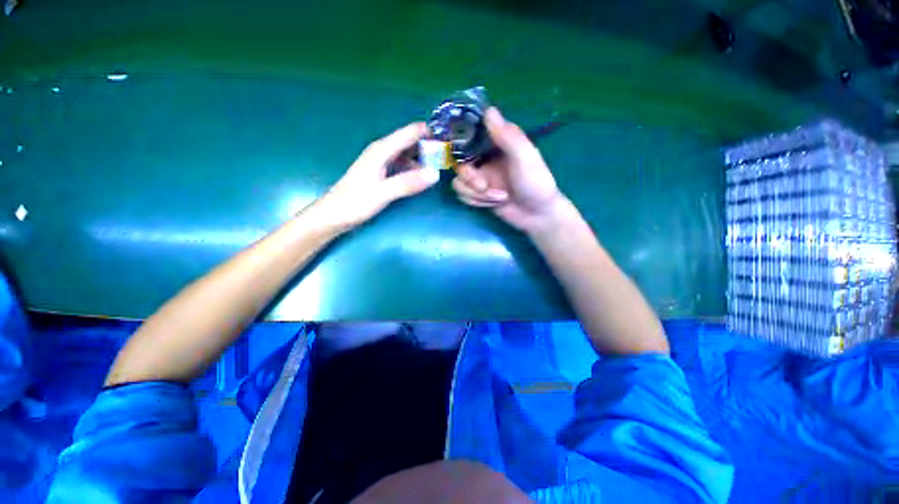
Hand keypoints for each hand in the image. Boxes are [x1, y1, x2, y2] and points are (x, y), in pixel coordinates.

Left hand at [314, 123, 439, 229]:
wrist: (334, 215)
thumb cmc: (354, 203)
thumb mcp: (382, 193)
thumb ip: (408, 183)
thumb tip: (435, 174)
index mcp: (382, 150)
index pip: (410, 133)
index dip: (429, 133)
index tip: (448, 139)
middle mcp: (382, 152)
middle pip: (410, 142)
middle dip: (428, 146)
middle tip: (447, 157)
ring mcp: (382, 163)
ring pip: (407, 154)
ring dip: (422, 159)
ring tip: (439, 167)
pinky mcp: (382, 174)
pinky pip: (402, 166)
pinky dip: (414, 169)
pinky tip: (421, 178)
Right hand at [452, 108, 566, 233]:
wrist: (536, 215)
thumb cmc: (535, 183)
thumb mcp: (525, 157)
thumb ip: (507, 136)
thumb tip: (489, 110)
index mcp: (497, 143)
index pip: (470, 134)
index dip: (461, 141)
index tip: (462, 153)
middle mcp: (485, 158)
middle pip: (458, 162)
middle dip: (469, 178)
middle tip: (483, 186)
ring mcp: (480, 177)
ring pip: (459, 181)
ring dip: (476, 193)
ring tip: (497, 198)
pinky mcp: (478, 193)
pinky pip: (463, 194)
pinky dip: (476, 201)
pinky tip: (492, 204)